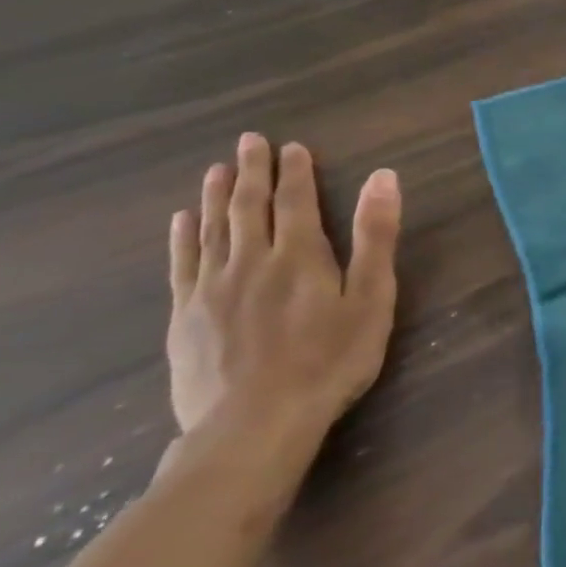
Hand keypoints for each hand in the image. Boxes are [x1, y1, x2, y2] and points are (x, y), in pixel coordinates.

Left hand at [166, 133, 402, 470]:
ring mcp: (212, 288)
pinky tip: (182, 221)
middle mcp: (252, 260)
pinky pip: (182, 264)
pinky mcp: (186, 316)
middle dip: (251, 171)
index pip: (297, 201)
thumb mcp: (371, 298)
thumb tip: (383, 178)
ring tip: (215, 169)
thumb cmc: (329, 360)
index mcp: (300, 255)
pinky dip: (183, 237)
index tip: (292, 146)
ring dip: (215, 196)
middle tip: (249, 141)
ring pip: (213, 229)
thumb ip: (376, 237)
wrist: (254, 424)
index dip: (295, 172)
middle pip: (250, 206)